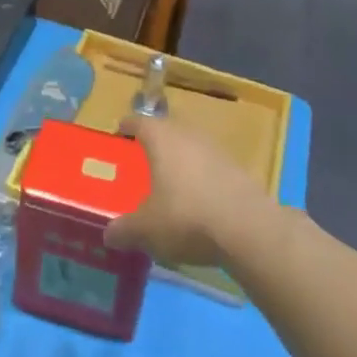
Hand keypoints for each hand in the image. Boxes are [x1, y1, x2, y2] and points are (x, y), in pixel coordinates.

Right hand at [104, 115, 271, 268]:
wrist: (248, 229)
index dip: (126, 127)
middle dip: (154, 143)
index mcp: (161, 138)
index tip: (119, 133)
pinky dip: (200, 177)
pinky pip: (210, 166)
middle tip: (141, 160)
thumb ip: (124, 230)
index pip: (138, 121)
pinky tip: (197, 199)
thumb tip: (108, 235)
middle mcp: (188, 134)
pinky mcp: (237, 169)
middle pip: (166, 130)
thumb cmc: (186, 217)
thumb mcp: (146, 229)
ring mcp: (216, 149)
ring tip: (169, 181)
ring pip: (190, 147)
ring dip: (179, 160)